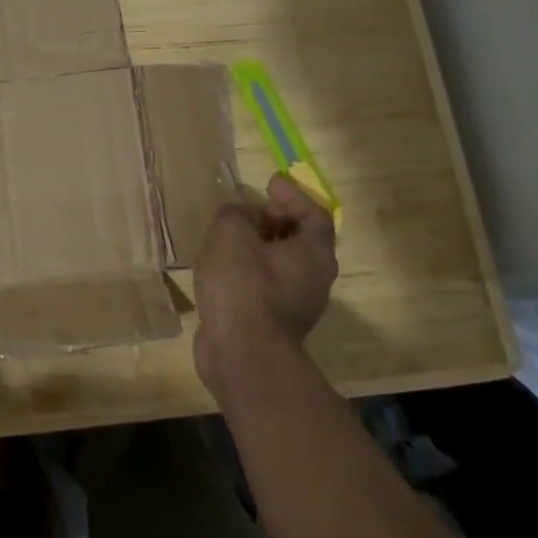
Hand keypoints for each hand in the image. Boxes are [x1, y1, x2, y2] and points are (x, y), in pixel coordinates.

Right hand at [192, 173, 337, 395]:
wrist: (241, 354)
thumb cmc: (242, 284)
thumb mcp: (231, 233)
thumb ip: (234, 213)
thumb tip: (239, 212)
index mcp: (314, 254)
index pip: (315, 215)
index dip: (293, 195)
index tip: (269, 183)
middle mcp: (314, 281)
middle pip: (301, 241)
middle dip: (275, 221)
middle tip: (249, 210)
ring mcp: (296, 307)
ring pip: (282, 267)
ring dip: (259, 248)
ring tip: (229, 237)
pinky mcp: (274, 326)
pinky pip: (265, 288)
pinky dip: (248, 271)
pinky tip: (222, 269)